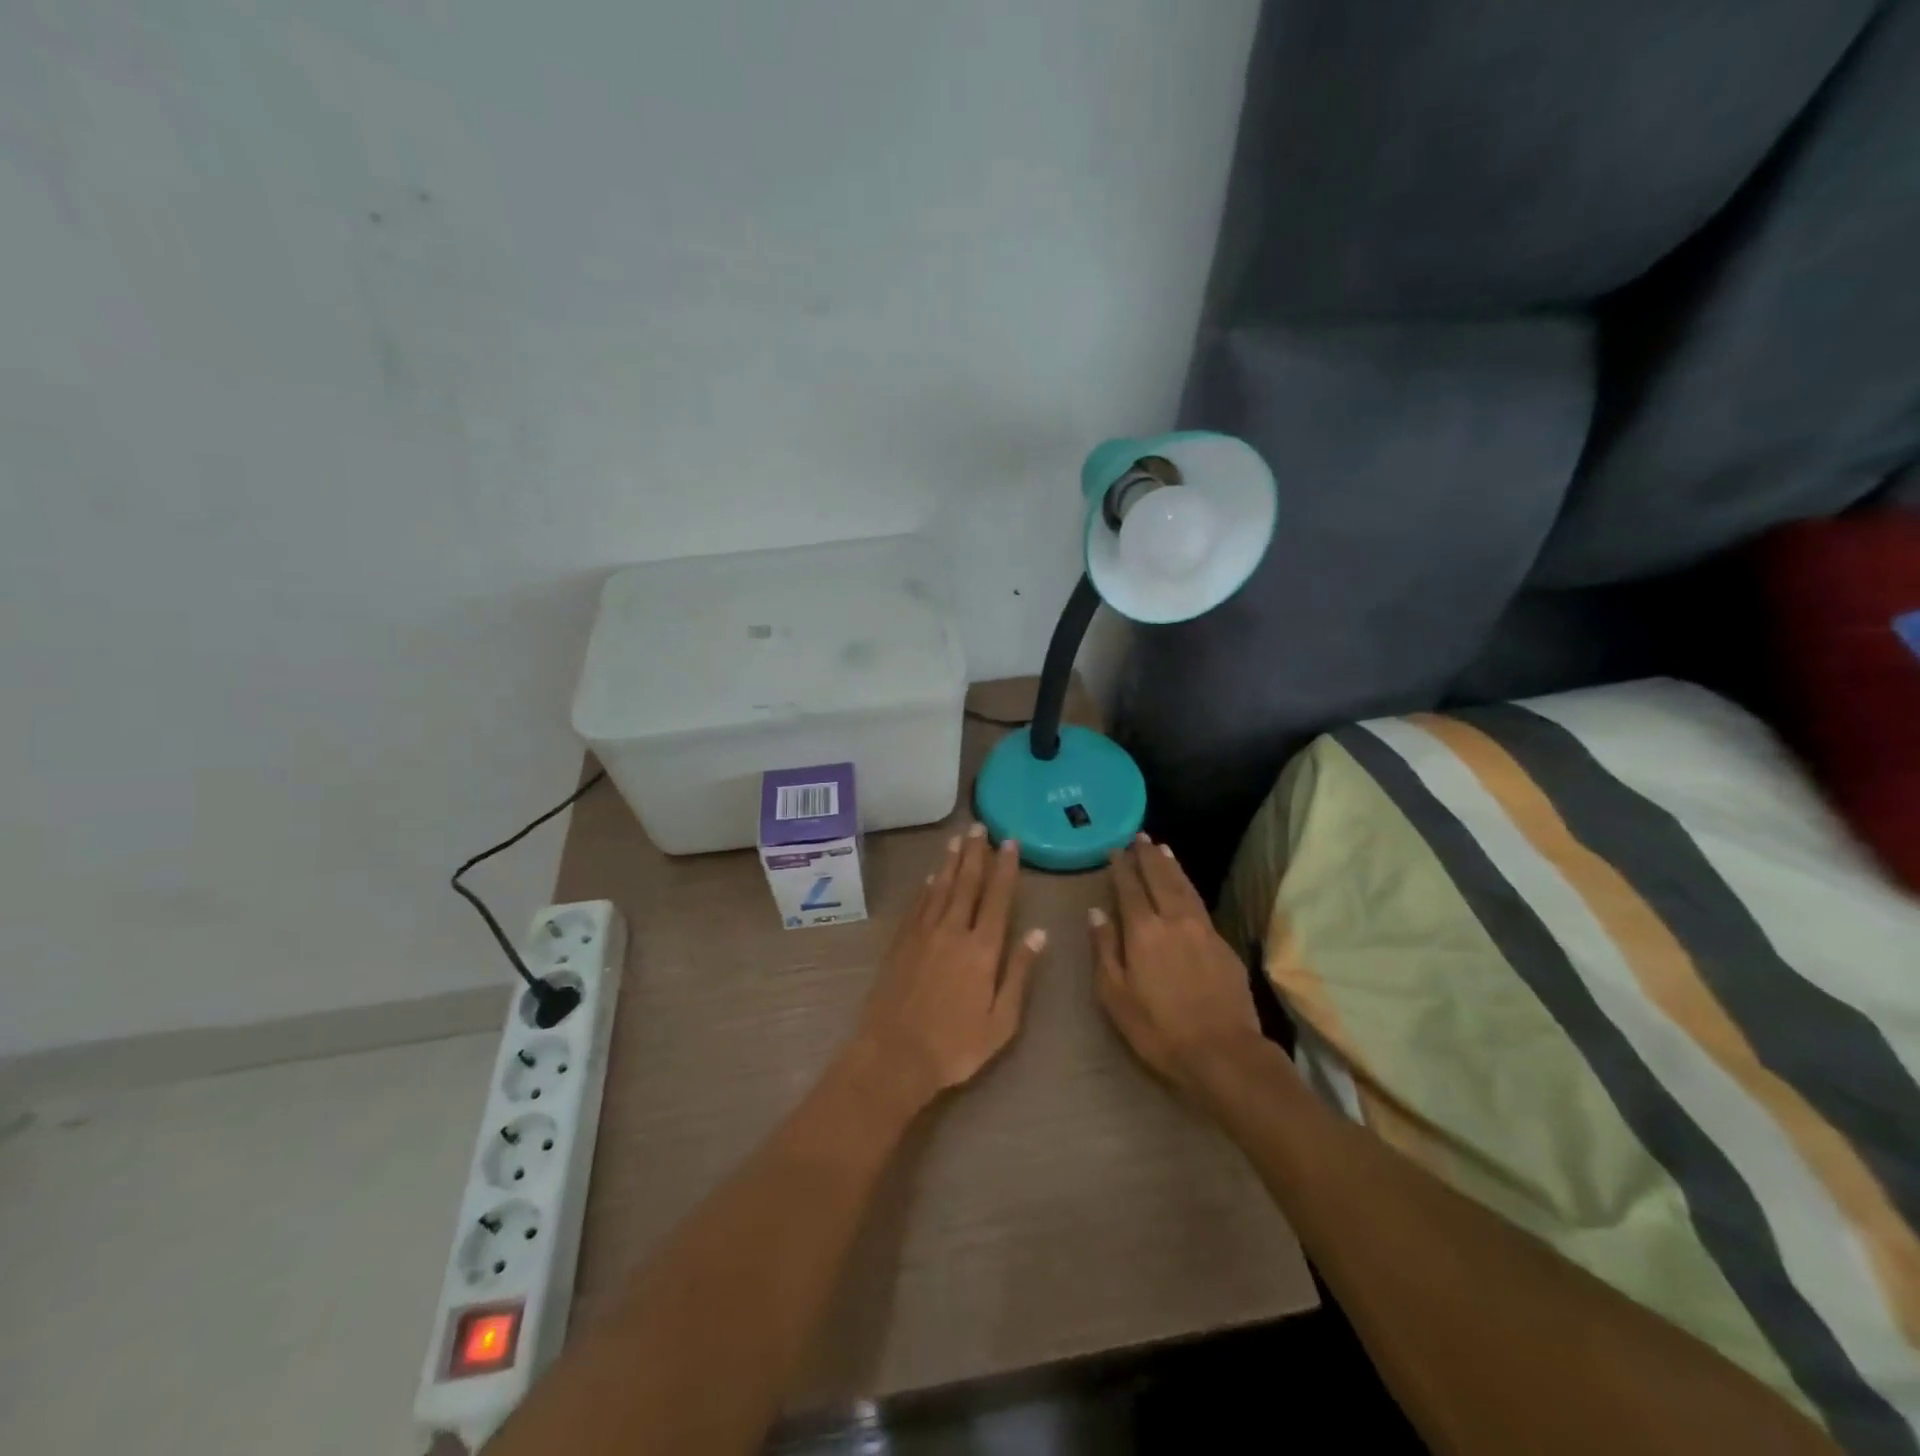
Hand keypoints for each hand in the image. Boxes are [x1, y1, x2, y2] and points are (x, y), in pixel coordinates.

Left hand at [852, 824, 1046, 1110]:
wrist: (894, 1055)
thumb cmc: (956, 1046)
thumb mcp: (1002, 1021)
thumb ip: (1020, 973)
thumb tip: (1039, 934)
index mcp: (982, 949)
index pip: (997, 898)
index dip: (1005, 868)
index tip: (1010, 842)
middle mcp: (953, 931)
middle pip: (967, 883)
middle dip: (976, 853)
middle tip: (980, 826)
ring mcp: (923, 934)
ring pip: (941, 888)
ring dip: (951, 861)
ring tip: (958, 838)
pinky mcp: (901, 943)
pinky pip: (918, 905)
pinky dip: (927, 887)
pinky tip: (932, 876)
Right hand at [1091, 835, 1263, 1099]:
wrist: (1223, 1052)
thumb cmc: (1158, 1029)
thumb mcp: (1115, 996)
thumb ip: (1105, 949)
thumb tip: (1096, 912)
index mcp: (1143, 931)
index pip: (1129, 888)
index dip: (1121, 868)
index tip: (1115, 850)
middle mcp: (1173, 920)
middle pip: (1159, 878)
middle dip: (1147, 856)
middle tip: (1139, 837)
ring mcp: (1202, 930)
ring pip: (1184, 887)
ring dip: (1171, 866)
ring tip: (1162, 848)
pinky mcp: (1222, 944)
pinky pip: (1199, 903)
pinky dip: (1188, 886)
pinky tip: (1185, 886)